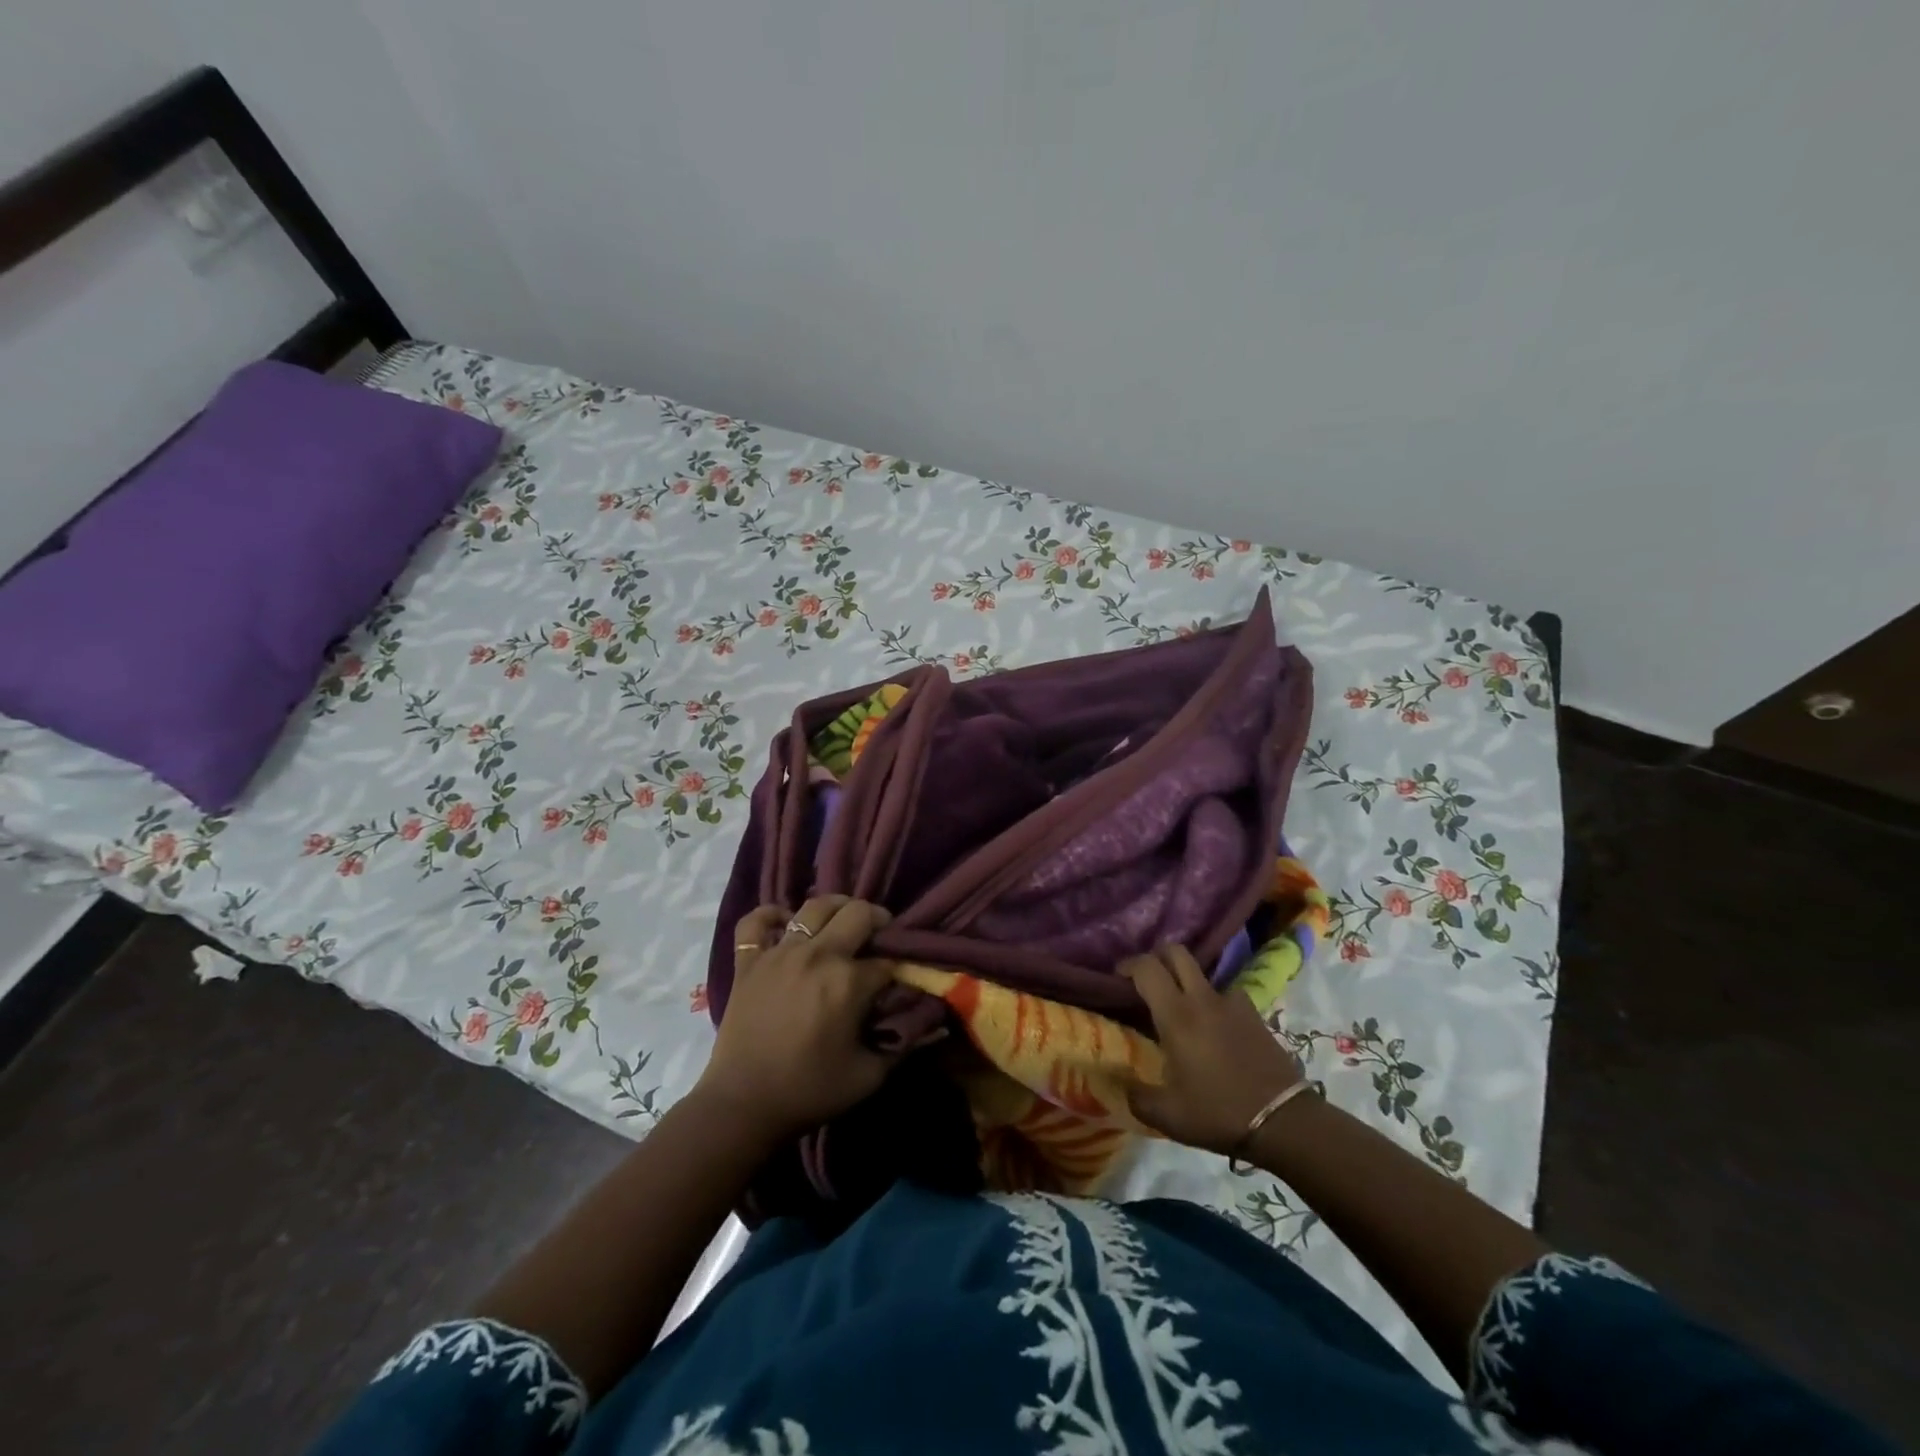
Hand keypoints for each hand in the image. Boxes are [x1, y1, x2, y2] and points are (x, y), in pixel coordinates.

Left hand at [694, 896, 900, 1145]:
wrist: (743, 1105)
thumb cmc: (810, 1091)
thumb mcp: (869, 1075)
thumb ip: (903, 1044)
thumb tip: (931, 1023)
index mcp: (848, 981)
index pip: (887, 961)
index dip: (899, 969)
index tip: (899, 981)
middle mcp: (817, 955)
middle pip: (858, 914)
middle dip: (877, 922)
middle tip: (879, 938)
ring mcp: (779, 953)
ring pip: (814, 907)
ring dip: (836, 909)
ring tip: (842, 922)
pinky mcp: (748, 961)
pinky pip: (755, 922)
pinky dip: (770, 915)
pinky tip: (783, 923)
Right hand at [1122, 943, 1304, 1155]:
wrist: (1284, 1121)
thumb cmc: (1219, 1113)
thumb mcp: (1168, 1116)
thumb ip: (1136, 1097)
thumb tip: (1118, 1084)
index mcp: (1176, 1016)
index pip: (1147, 968)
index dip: (1128, 965)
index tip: (1117, 978)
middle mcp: (1202, 999)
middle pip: (1177, 953)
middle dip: (1157, 957)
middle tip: (1147, 980)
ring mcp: (1233, 1003)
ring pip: (1203, 974)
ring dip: (1187, 981)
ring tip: (1181, 1008)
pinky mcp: (1255, 1015)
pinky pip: (1226, 995)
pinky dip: (1214, 1002)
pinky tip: (1213, 1027)